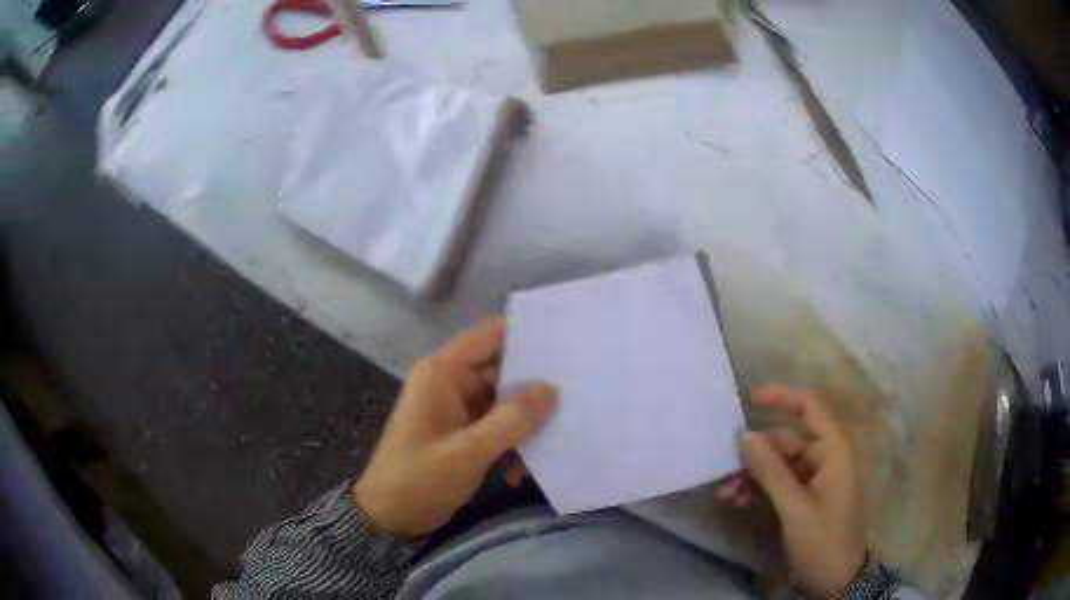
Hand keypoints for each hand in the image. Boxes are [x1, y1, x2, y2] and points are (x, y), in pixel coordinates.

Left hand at [353, 317, 556, 537]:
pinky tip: (527, 466)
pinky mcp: (463, 430)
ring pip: (505, 398)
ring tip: (562, 433)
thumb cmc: (418, 480)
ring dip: (527, 419)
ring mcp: (457, 406)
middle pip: (503, 366)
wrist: (389, 517)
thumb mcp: (467, 453)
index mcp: (443, 371)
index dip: (528, 335)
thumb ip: (511, 420)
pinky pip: (498, 423)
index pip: (492, 334)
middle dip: (536, 383)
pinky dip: (513, 439)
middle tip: (580, 394)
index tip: (569, 347)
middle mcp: (451, 380)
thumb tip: (552, 388)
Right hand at [738, 385, 866, 599]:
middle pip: (786, 440)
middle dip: (754, 454)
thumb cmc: (823, 540)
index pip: (811, 407)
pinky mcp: (803, 496)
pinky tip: (736, 501)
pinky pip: (777, 481)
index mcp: (834, 449)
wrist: (835, 579)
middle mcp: (824, 456)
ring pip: (777, 463)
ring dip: (751, 475)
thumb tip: (745, 435)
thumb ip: (772, 471)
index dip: (782, 396)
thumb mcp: (795, 507)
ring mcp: (814, 477)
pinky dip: (757, 488)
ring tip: (725, 494)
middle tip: (722, 470)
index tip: (748, 399)